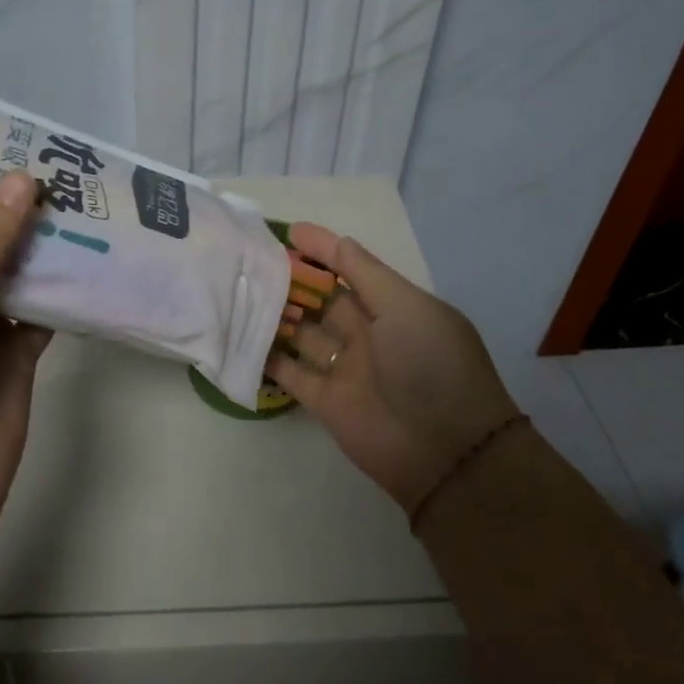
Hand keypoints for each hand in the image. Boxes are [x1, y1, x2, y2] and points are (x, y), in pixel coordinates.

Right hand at [269, 223, 519, 518]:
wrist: (445, 451)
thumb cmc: (430, 364)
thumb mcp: (405, 307)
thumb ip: (365, 274)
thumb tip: (334, 240)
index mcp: (392, 306)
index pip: (352, 268)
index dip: (322, 249)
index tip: (287, 232)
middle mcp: (368, 333)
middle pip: (322, 300)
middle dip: (292, 281)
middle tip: (250, 262)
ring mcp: (346, 368)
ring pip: (303, 334)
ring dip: (276, 316)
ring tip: (238, 294)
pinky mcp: (326, 402)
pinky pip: (292, 374)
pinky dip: (268, 359)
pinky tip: (240, 339)